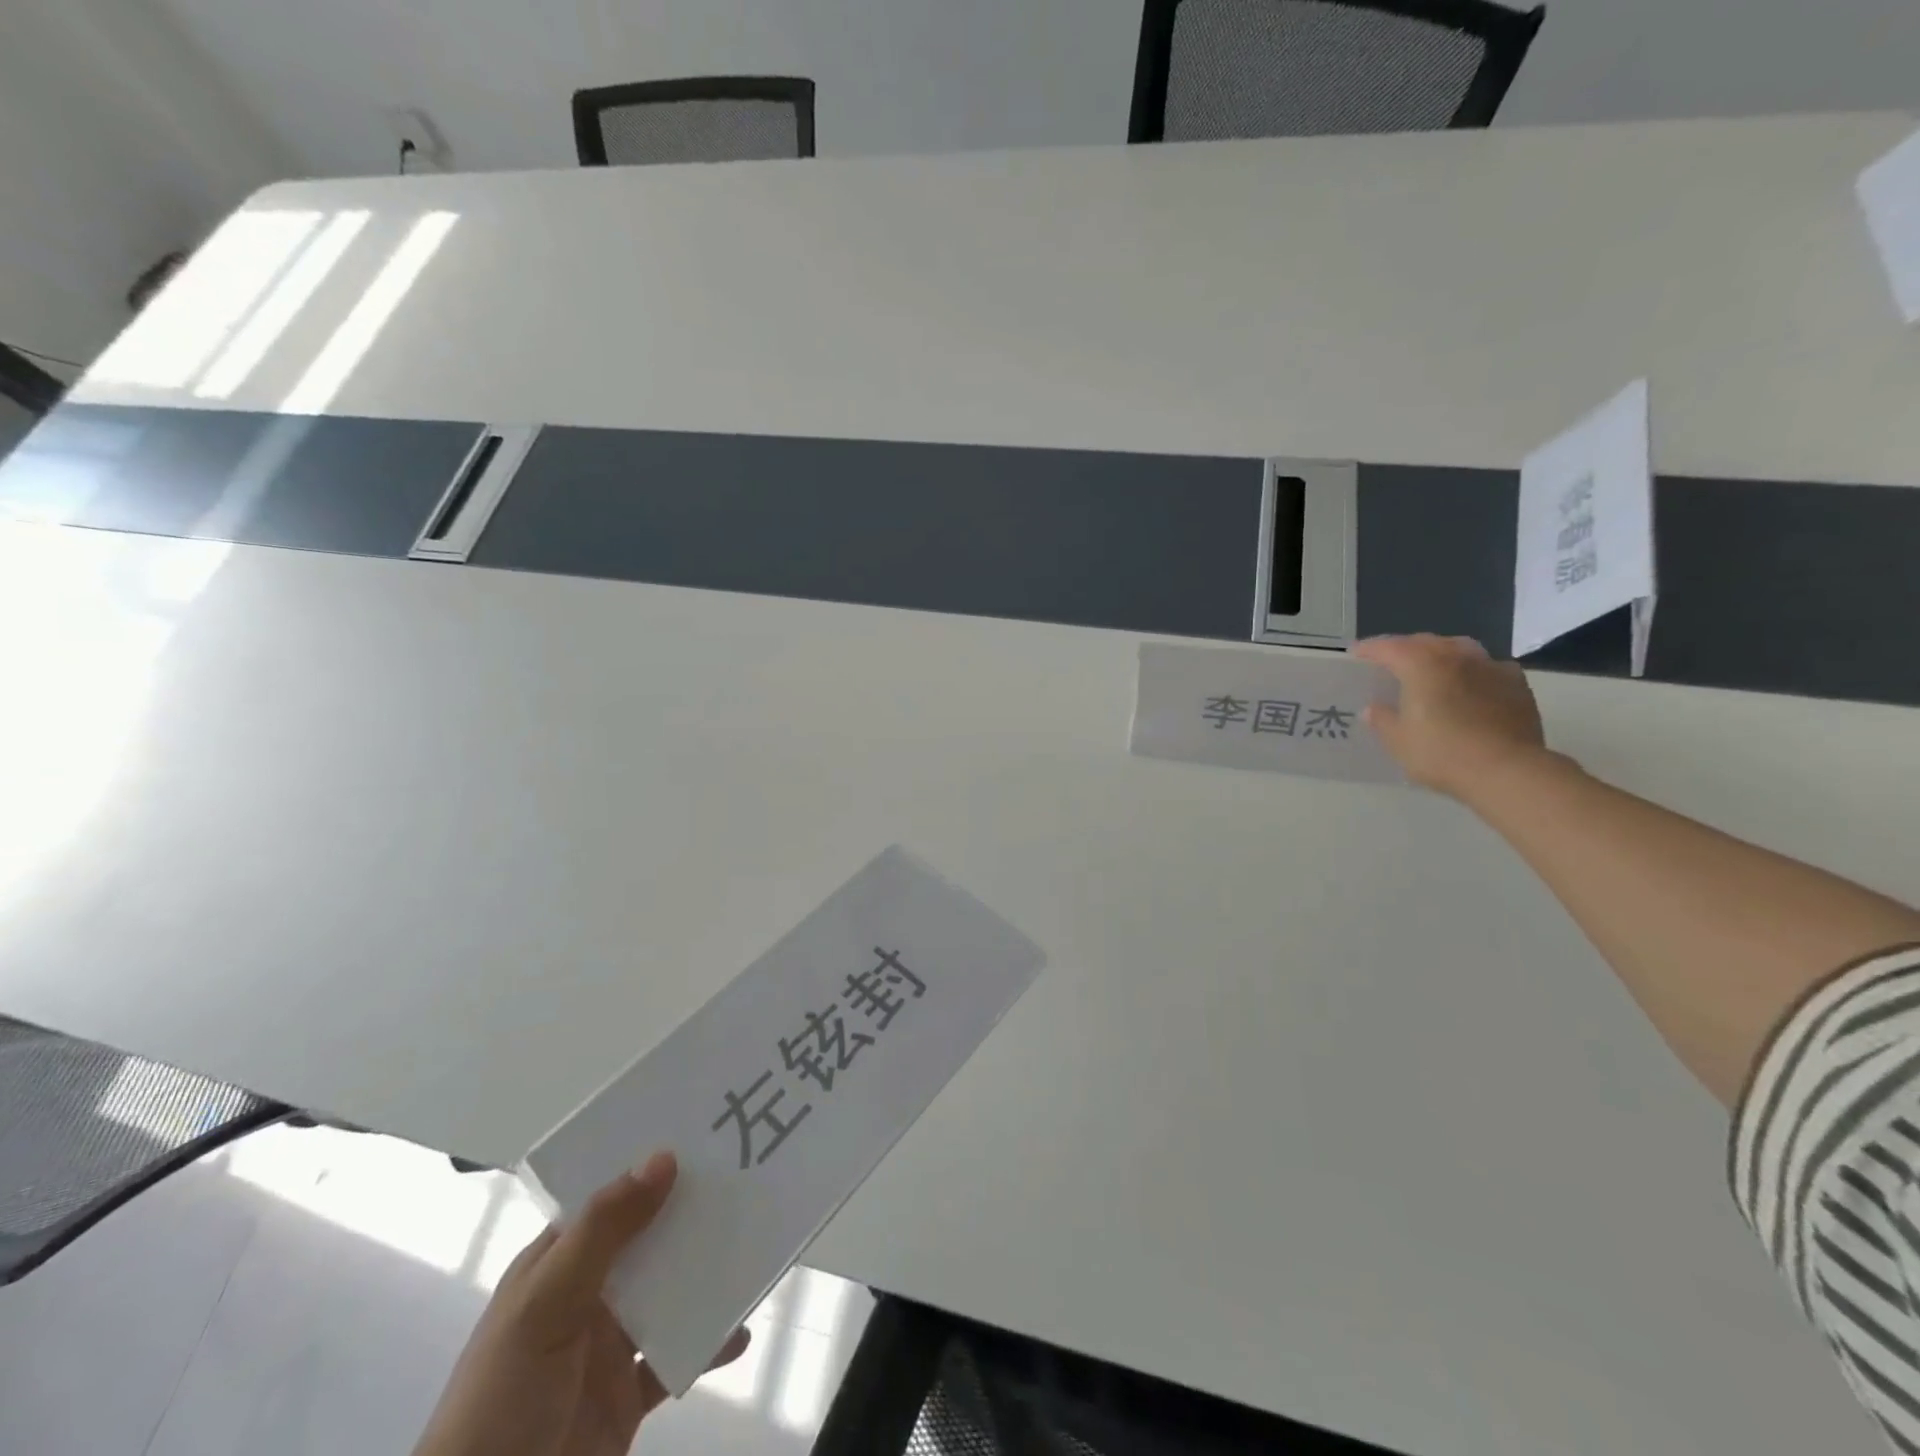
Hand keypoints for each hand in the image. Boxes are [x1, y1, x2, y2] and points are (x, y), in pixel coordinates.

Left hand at [414, 1151, 748, 1455]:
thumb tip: (664, 1157)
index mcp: (554, 1267)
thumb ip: (602, 1232)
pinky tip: (741, 1330)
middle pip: (646, 1240)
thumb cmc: (500, 1401)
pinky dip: (710, 1343)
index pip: (606, 1200)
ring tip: (754, 1240)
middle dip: (689, 1212)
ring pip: (667, 1294)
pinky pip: (678, 1358)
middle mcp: (583, 1298)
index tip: (701, 1132)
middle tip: (744, 1173)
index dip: (647, 1166)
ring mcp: (605, 1350)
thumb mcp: (543, 1307)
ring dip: (705, 1273)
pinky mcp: (626, 1398)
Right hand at [1349, 634, 1548, 798]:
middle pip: (1426, 642)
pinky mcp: (1517, 685)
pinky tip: (1471, 684)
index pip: (1389, 647)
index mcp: (1422, 665)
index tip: (1356, 652)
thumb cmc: (1442, 753)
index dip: (1370, 649)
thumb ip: (1383, 720)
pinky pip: (1488, 667)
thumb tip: (1373, 708)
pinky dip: (1473, 670)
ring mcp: (1491, 668)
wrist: (1508, 770)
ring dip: (1441, 653)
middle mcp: (1457, 657)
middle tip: (1392, 660)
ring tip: (1432, 666)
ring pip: (1460, 648)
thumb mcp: (1399, 741)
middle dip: (1405, 647)